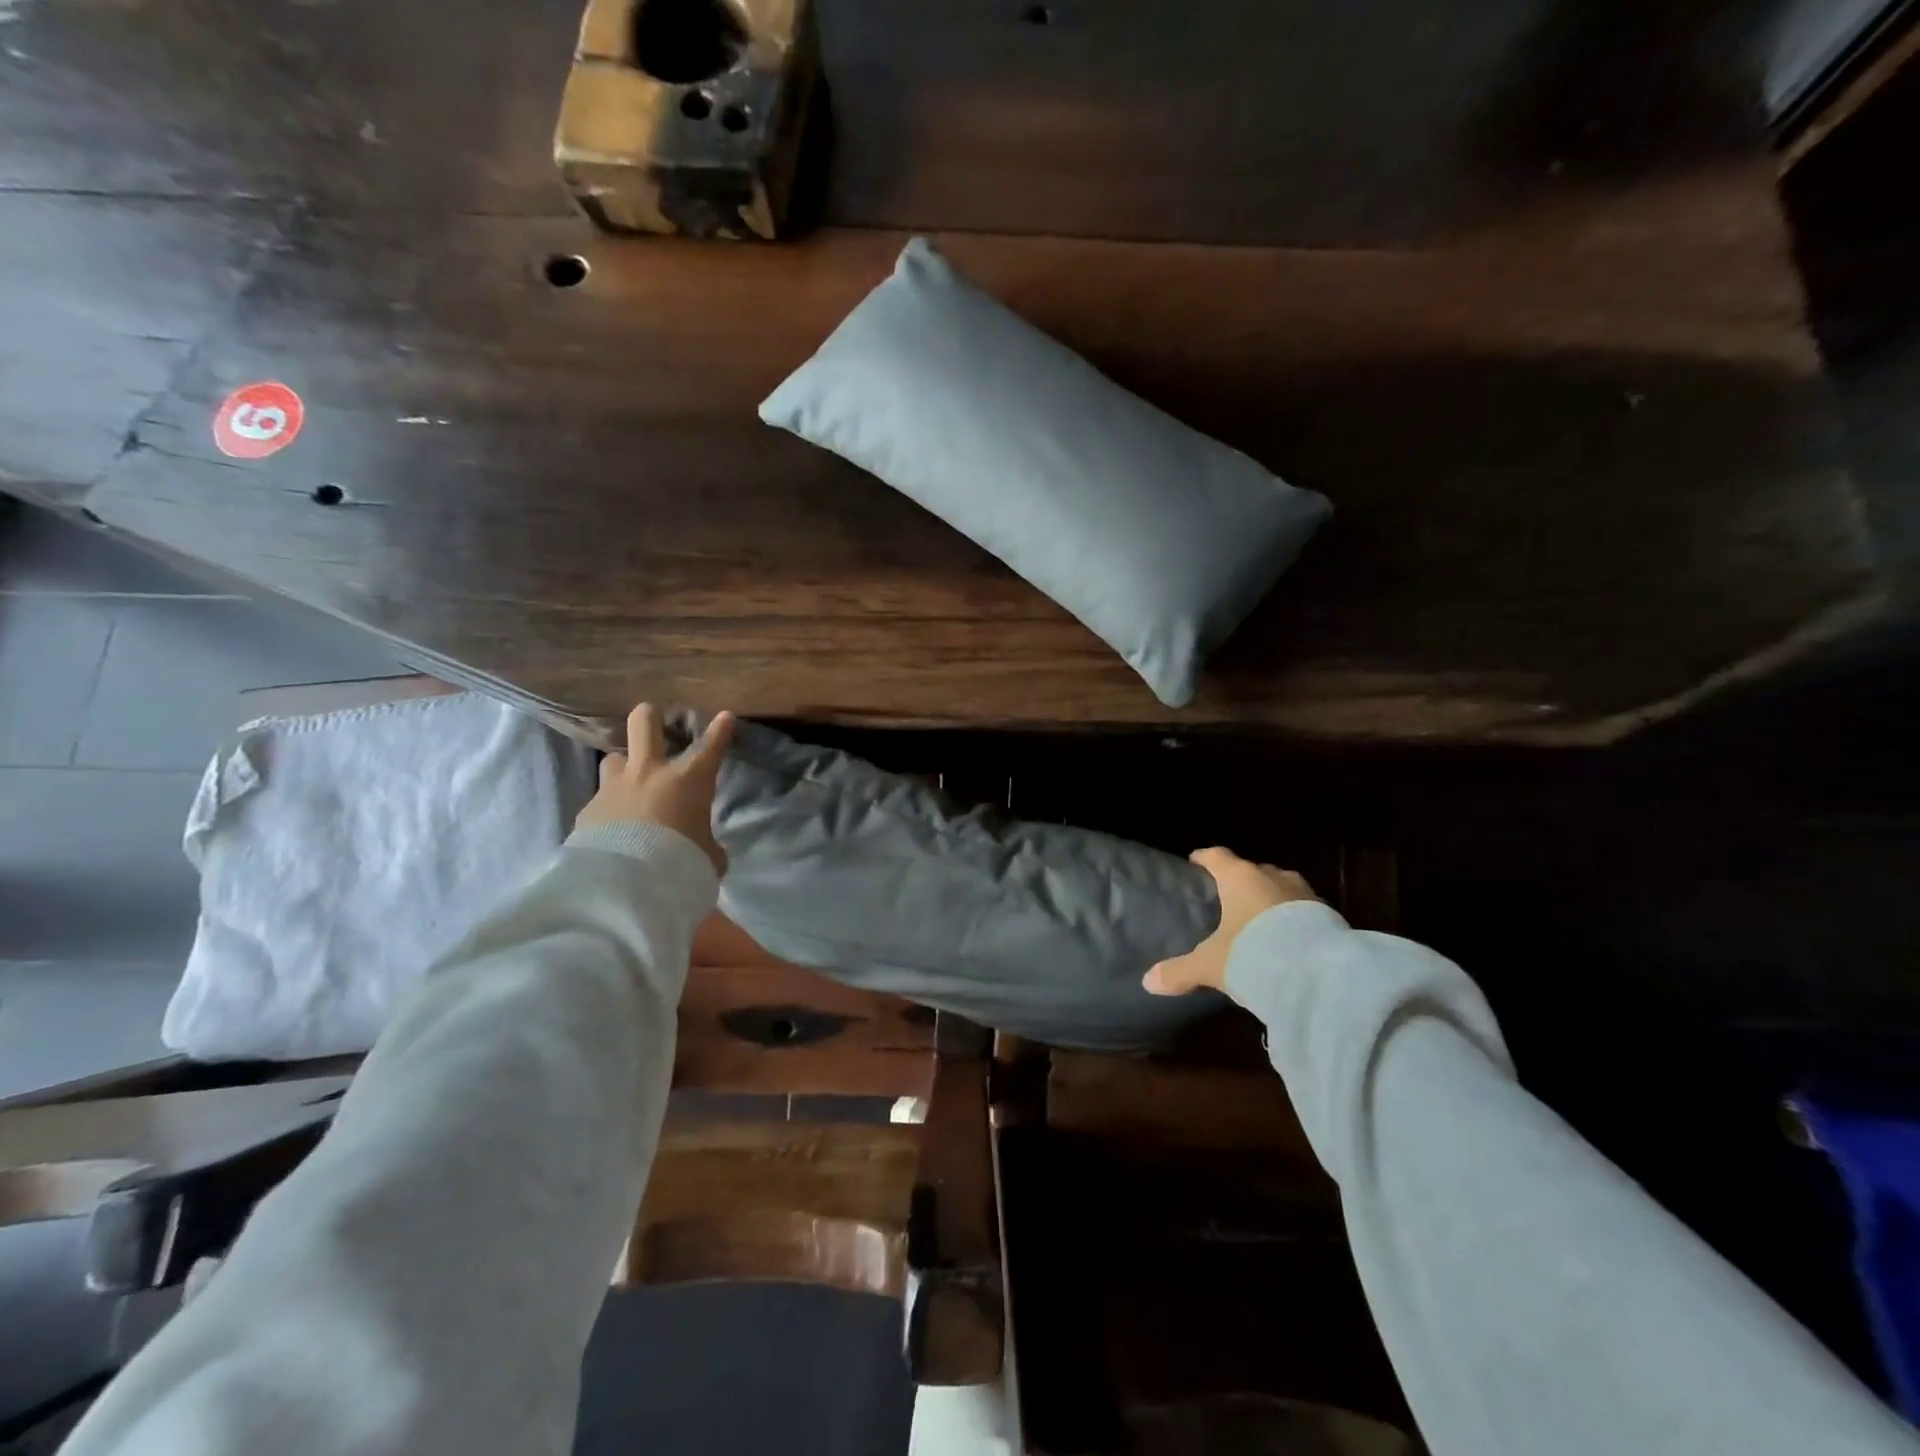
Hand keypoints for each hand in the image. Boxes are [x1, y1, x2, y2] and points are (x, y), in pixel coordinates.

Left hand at [575, 704, 735, 873]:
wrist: (625, 885)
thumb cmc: (681, 862)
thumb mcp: (707, 857)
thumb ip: (706, 845)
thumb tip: (705, 849)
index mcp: (688, 781)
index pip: (710, 747)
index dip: (720, 730)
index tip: (725, 716)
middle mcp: (649, 773)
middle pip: (644, 723)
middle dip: (651, 716)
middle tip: (654, 718)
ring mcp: (614, 788)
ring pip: (614, 758)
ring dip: (624, 767)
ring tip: (629, 783)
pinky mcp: (588, 810)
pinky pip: (600, 800)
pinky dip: (608, 810)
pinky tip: (610, 828)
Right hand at [1144, 847, 1318, 995]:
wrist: (1320, 974)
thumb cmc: (1254, 953)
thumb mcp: (1211, 965)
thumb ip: (1180, 971)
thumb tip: (1148, 981)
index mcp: (1240, 877)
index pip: (1217, 856)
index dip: (1204, 858)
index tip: (1196, 862)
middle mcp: (1273, 877)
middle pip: (1252, 870)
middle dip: (1240, 881)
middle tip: (1227, 897)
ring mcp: (1304, 893)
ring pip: (1281, 888)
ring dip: (1270, 899)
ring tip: (1259, 918)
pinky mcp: (1329, 915)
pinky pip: (1303, 909)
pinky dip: (1293, 919)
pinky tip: (1288, 938)